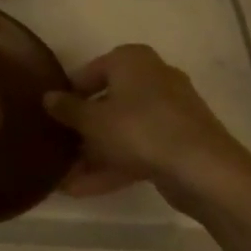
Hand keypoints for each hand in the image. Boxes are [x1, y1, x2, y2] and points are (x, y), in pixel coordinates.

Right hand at [44, 44, 250, 202]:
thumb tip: (47, 97)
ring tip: (63, 178)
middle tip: (57, 148)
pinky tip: (83, 190)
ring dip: (93, 154)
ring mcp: (169, 112)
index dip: (68, 95)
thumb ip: (67, 108)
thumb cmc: (139, 129)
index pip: (89, 72)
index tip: (51, 116)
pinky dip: (114, 165)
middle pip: (107, 103)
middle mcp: (152, 78)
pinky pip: (138, 149)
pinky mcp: (178, 142)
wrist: (203, 169)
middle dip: (81, 130)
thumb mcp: (92, 120)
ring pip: (122, 130)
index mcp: (132, 60)